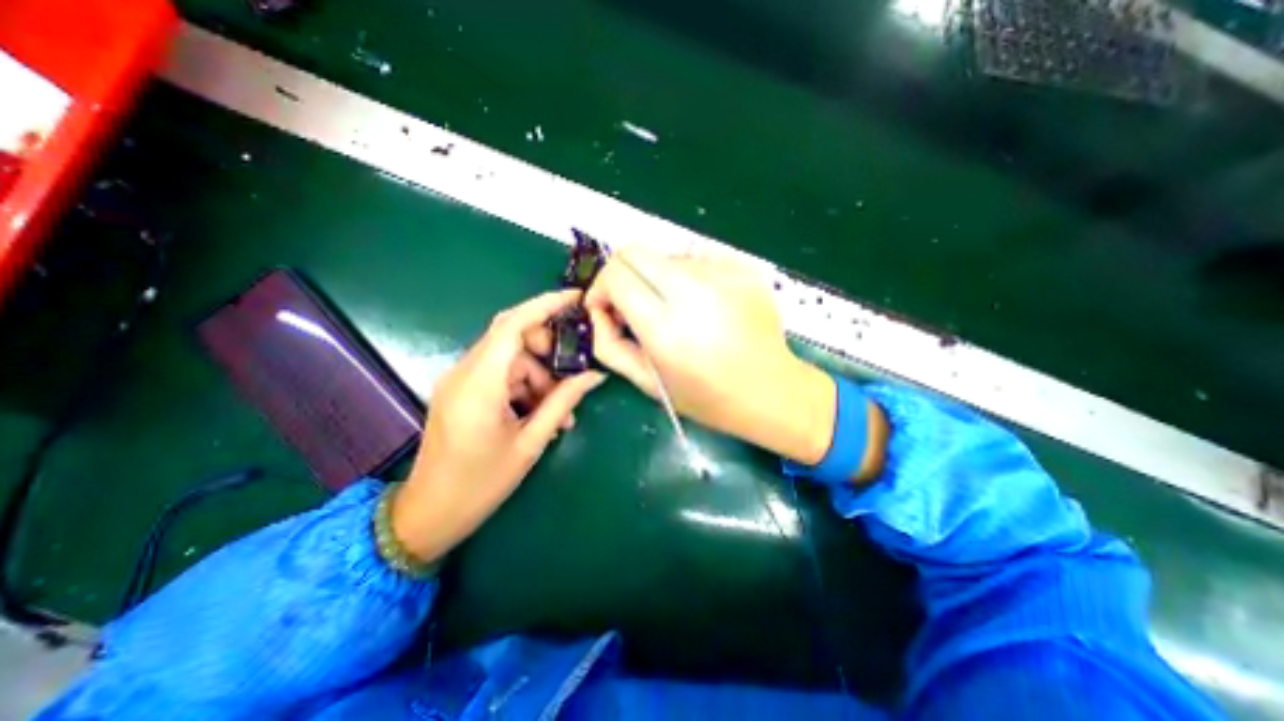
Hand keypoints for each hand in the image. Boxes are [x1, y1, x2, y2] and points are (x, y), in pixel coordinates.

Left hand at [392, 287, 608, 561]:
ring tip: (560, 412)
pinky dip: (524, 385)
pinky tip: (539, 413)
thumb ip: (563, 402)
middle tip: (573, 374)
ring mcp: (459, 380)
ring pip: (510, 358)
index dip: (544, 305)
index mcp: (479, 385)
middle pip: (512, 337)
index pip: (511, 325)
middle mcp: (464, 372)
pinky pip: (500, 373)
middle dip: (548, 348)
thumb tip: (595, 376)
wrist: (430, 514)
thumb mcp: (530, 443)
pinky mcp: (461, 390)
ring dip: (539, 376)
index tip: (574, 298)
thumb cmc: (481, 484)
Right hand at [582, 247, 834, 462]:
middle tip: (632, 303)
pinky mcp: (742, 266)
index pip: (617, 274)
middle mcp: (694, 290)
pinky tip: (702, 305)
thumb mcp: (646, 383)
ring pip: (665, 256)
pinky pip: (696, 259)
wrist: (770, 390)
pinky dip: (687, 278)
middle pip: (635, 250)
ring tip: (676, 311)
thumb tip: (598, 310)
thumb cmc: (706, 396)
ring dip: (658, 279)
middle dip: (622, 273)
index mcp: (667, 326)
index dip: (600, 287)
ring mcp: (723, 273)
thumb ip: (608, 345)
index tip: (606, 307)